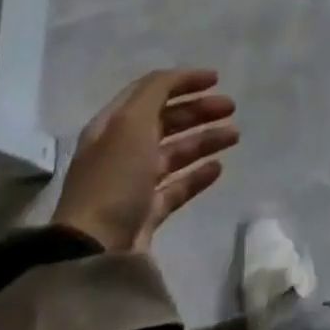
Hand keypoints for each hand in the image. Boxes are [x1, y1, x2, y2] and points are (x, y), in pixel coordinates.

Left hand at [53, 68, 239, 253]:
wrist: (95, 252)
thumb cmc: (114, 177)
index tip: (215, 79)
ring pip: (175, 152)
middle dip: (199, 110)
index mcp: (113, 125)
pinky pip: (177, 187)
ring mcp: (134, 184)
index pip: (151, 91)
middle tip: (231, 108)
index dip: (182, 81)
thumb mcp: (131, 122)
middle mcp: (122, 150)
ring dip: (205, 139)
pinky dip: (198, 175)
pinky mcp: (146, 214)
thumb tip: (178, 77)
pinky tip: (218, 168)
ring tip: (234, 136)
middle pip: (166, 121)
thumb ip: (156, 91)